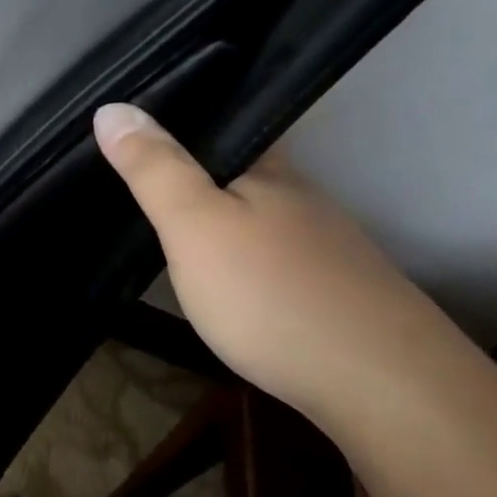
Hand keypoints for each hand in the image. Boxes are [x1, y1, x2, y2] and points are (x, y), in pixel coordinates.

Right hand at [93, 103, 485, 414]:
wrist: (386, 389)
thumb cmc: (271, 293)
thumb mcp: (194, 226)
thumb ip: (155, 169)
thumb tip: (110, 108)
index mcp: (268, 170)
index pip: (223, 121)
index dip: (180, 118)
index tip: (134, 126)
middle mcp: (302, 198)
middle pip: (240, 169)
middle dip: (194, 170)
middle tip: (136, 178)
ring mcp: (325, 246)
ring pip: (258, 215)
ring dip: (218, 216)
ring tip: (168, 228)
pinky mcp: (335, 292)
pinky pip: (273, 256)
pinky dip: (242, 257)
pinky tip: (226, 281)